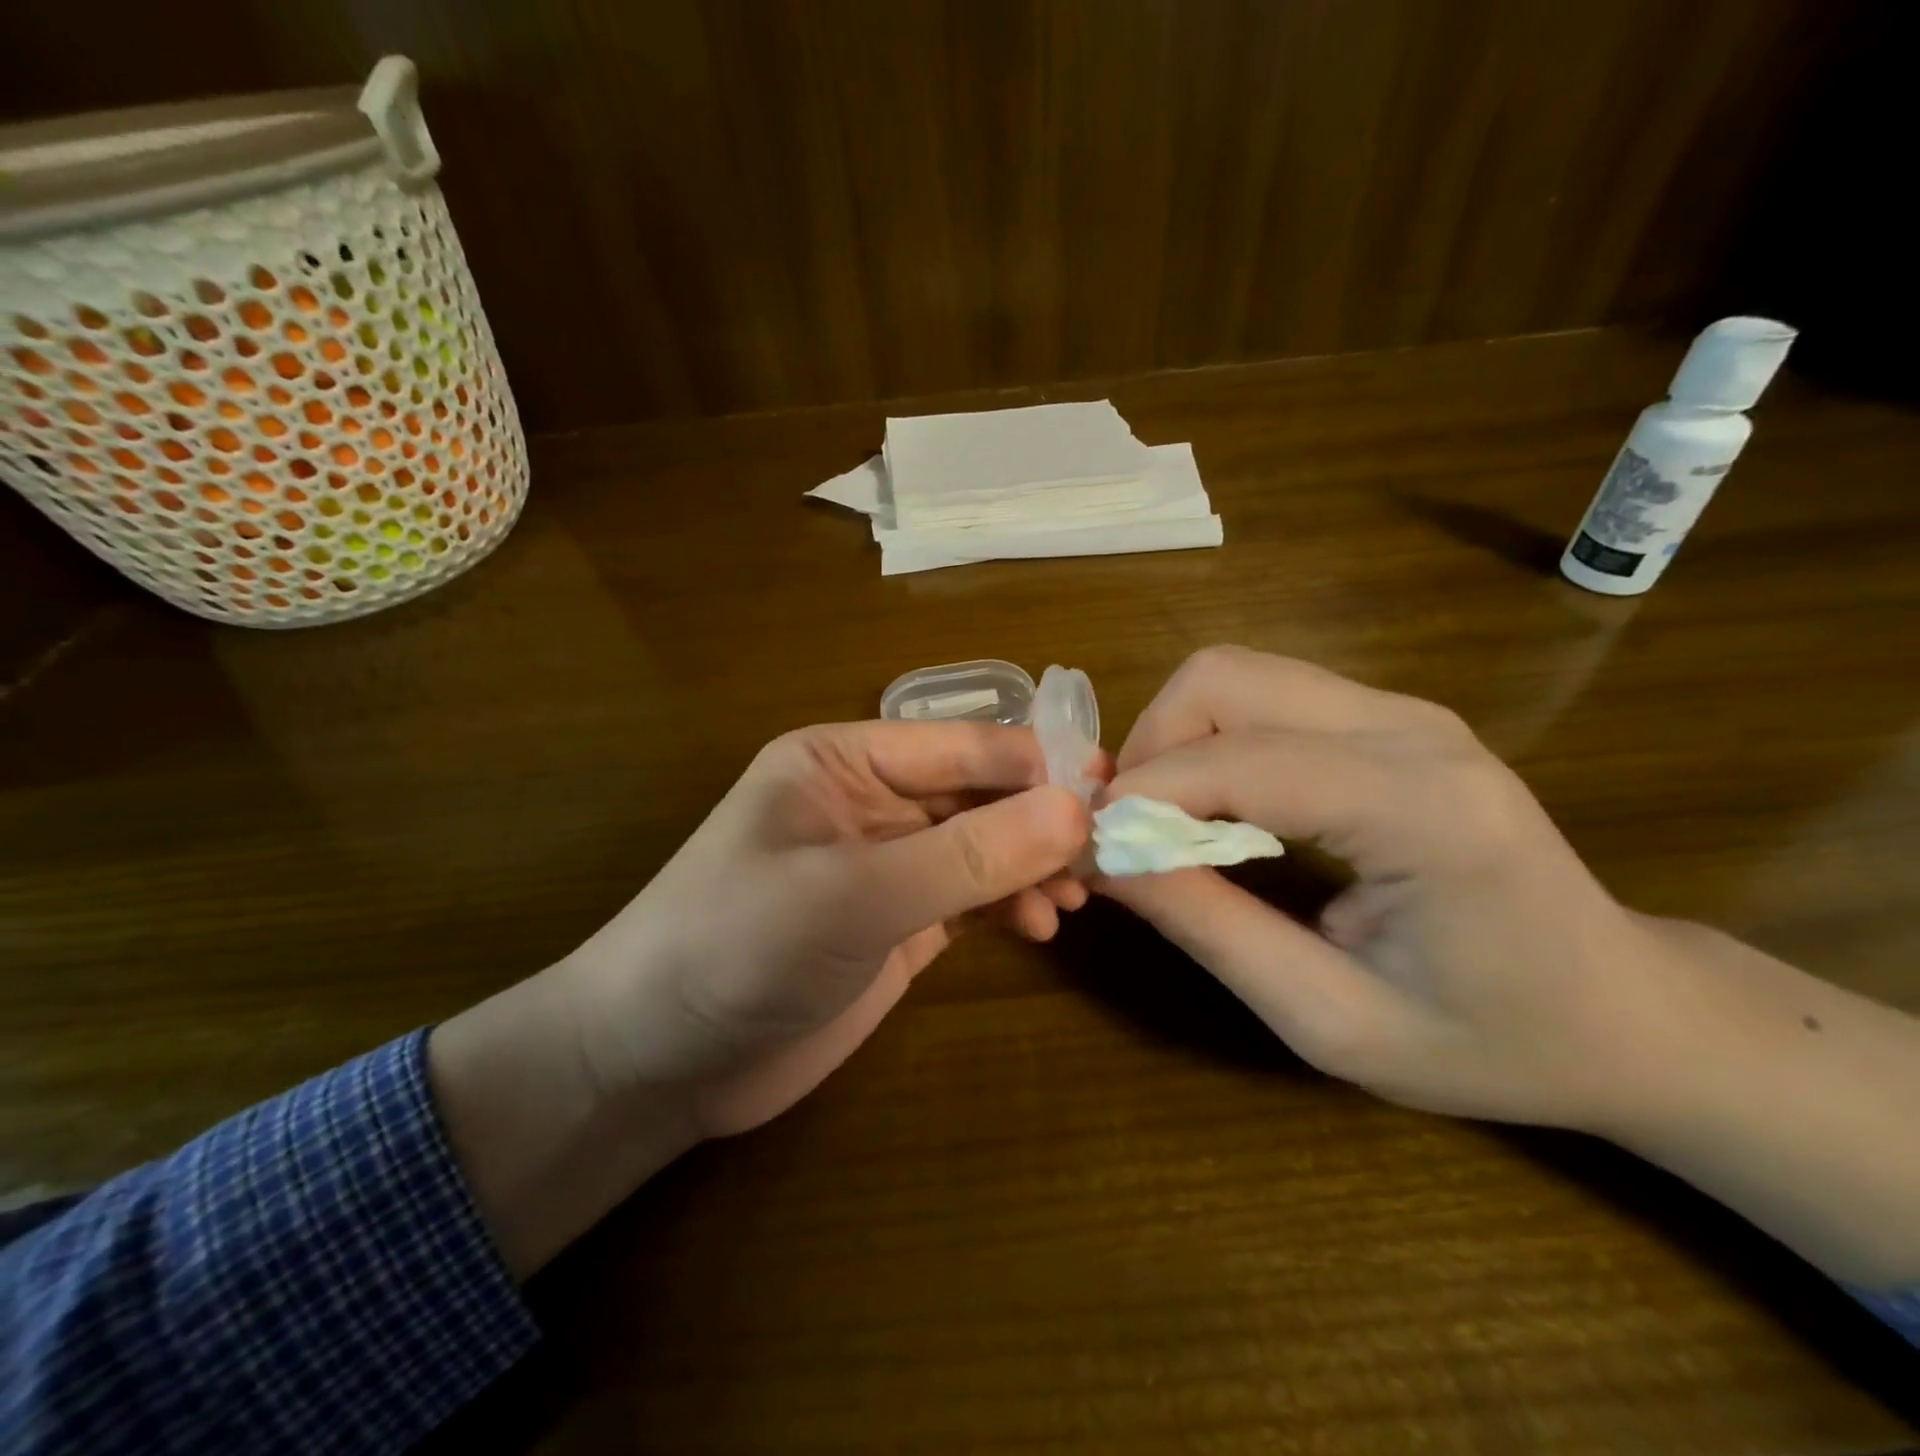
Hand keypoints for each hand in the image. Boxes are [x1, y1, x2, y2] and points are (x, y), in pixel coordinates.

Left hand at [430, 719, 1087, 1275]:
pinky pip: (969, 896)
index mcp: (844, 761)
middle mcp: (869, 802)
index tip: (1108, 791)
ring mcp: (884, 866)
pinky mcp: (894, 924)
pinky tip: (1040, 925)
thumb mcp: (854, 894)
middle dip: (1040, 821)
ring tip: (1074, 898)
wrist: (654, 1063)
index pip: (960, 745)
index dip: (1034, 764)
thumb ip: (966, 854)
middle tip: (1107, 854)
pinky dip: (1008, 904)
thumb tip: (1077, 809)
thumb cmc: (736, 948)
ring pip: (981, 846)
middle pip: (977, 794)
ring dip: (1030, 864)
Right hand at [1100, 647, 1919, 1287]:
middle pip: (1222, 678)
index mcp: (1425, 811)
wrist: (1625, 1011)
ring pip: (1233, 674)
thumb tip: (1106, 860)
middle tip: (1128, 831)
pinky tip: (1213, 807)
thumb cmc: (1491, 1041)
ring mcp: (1403, 711)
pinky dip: (1208, 740)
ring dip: (1173, 739)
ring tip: (1162, 822)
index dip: (1144, 796)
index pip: (1242, 761)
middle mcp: (1413, 730)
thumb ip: (1211, 930)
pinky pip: (1262, 696)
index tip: (1091, 848)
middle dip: (1149, 747)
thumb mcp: (1332, 1020)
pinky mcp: (1388, 716)